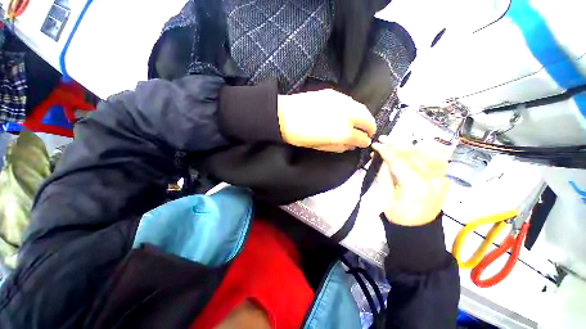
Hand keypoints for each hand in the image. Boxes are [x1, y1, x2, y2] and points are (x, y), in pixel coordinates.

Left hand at [277, 89, 375, 152]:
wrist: (283, 115)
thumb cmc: (300, 136)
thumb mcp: (320, 147)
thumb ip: (339, 146)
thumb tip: (352, 145)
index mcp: (341, 132)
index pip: (360, 137)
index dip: (364, 142)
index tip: (365, 143)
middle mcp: (345, 114)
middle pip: (366, 119)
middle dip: (370, 127)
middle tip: (369, 132)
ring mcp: (340, 101)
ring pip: (360, 107)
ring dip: (365, 116)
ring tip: (363, 123)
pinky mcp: (332, 93)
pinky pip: (350, 101)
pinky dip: (354, 108)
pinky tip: (350, 113)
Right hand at [373, 136, 449, 225]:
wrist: (417, 230)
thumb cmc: (397, 216)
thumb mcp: (385, 195)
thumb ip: (384, 174)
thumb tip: (382, 158)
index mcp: (415, 185)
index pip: (399, 160)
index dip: (386, 150)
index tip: (375, 144)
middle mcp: (432, 179)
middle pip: (414, 154)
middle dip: (397, 145)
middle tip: (384, 139)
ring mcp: (441, 179)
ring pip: (427, 154)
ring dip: (410, 147)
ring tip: (397, 144)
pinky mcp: (443, 181)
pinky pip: (438, 161)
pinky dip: (427, 152)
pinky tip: (417, 149)